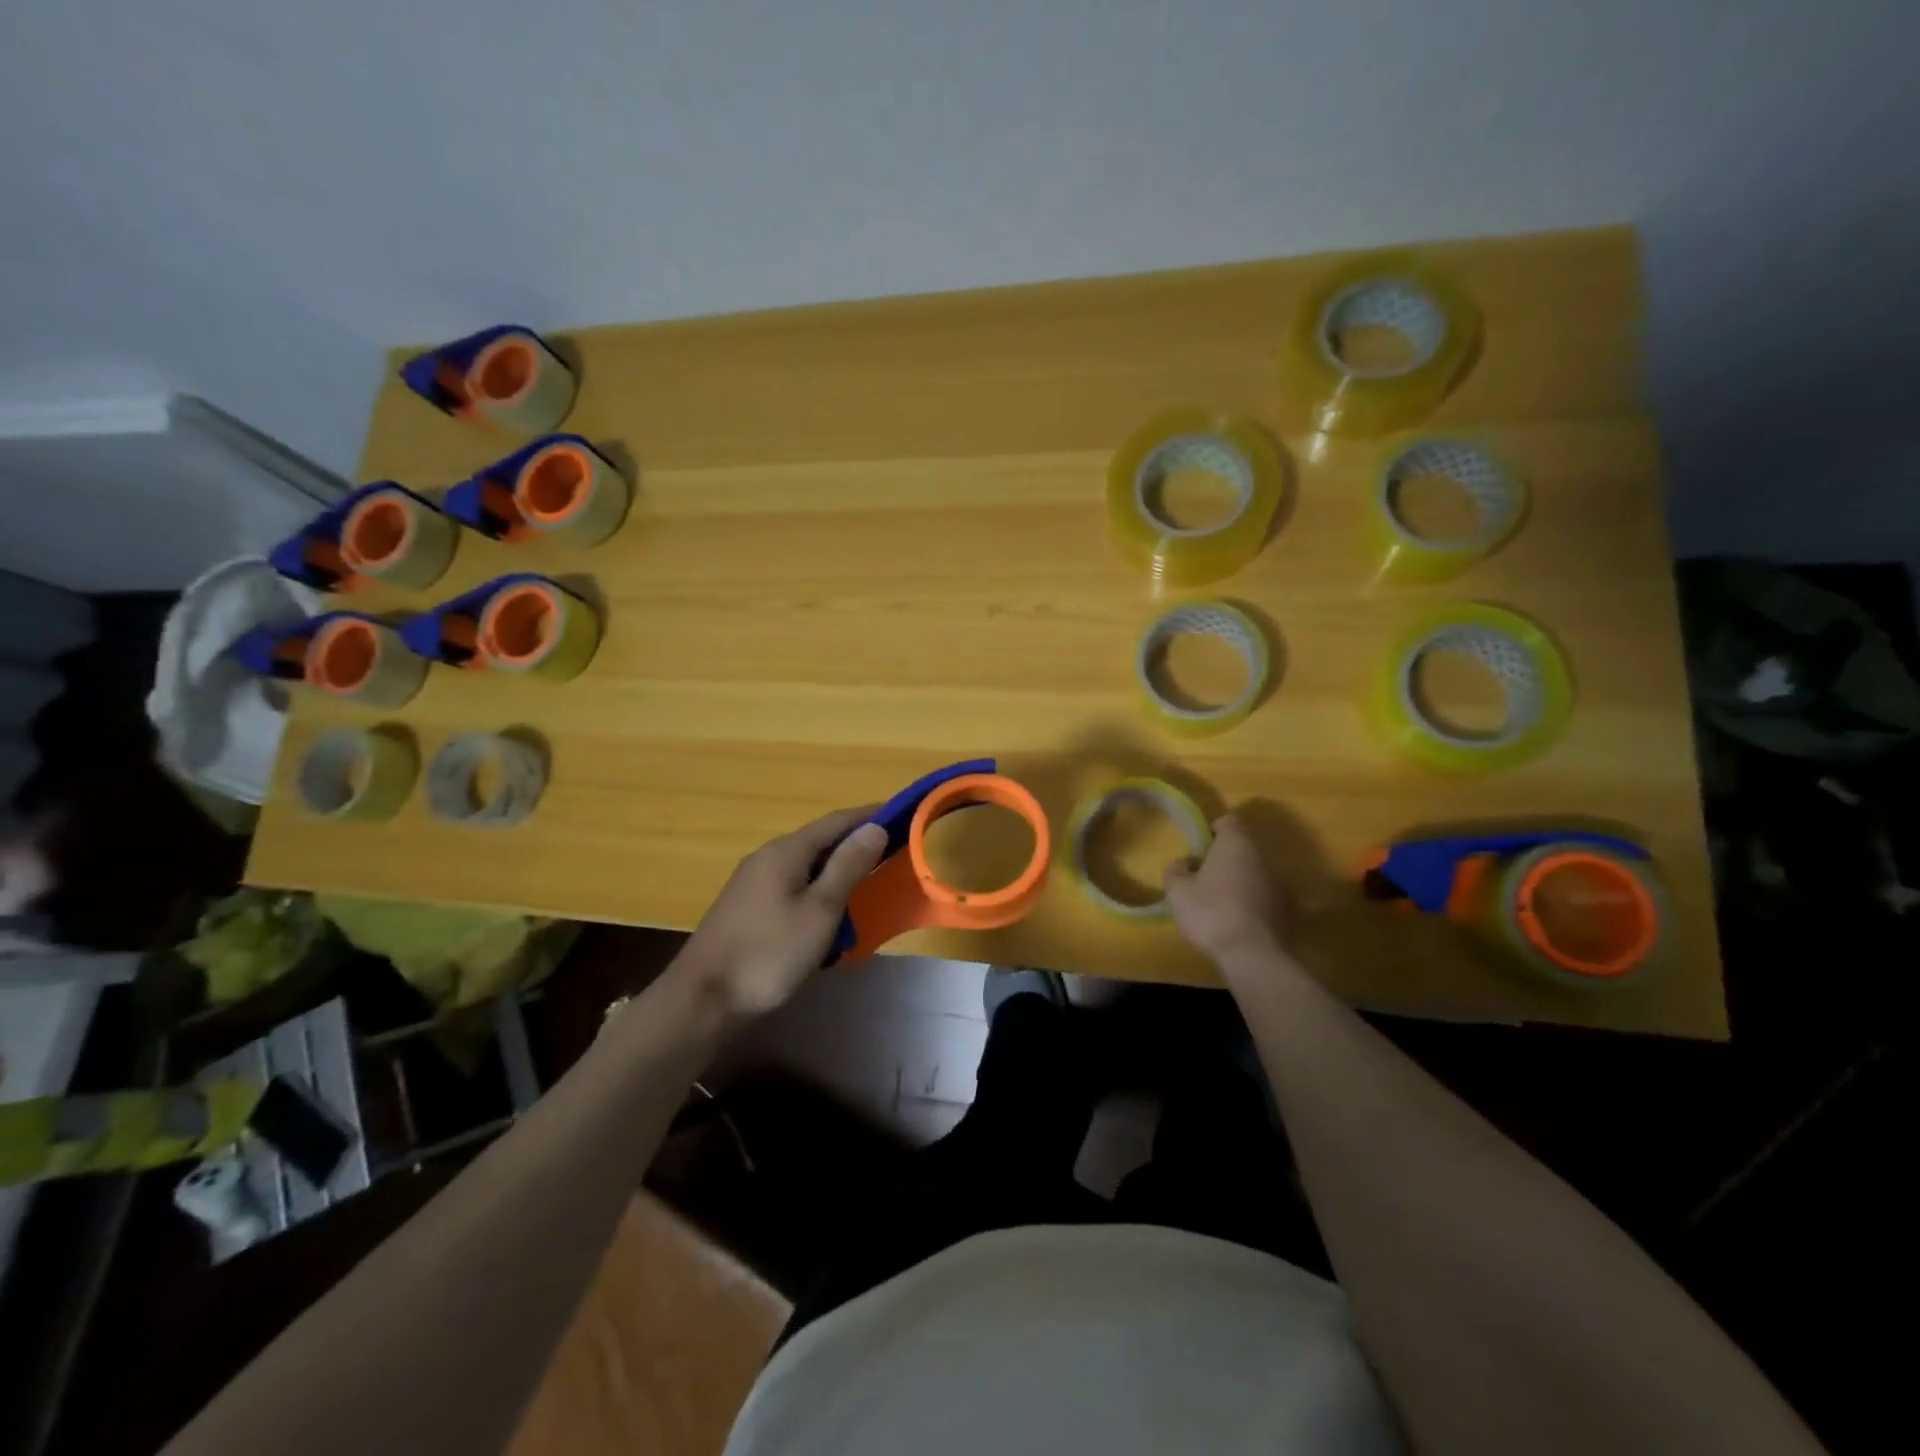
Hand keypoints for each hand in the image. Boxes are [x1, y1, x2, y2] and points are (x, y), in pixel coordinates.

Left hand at [677, 807, 887, 1019]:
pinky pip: (792, 887)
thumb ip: (847, 867)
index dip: (870, 816)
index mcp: (786, 851)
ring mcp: (753, 883)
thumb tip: (874, 827)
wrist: (703, 999)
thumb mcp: (820, 910)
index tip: (904, 814)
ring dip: (836, 871)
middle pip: (820, 841)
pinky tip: (828, 915)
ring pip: (806, 867)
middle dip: (855, 844)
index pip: (837, 821)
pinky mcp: (747, 908)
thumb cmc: (769, 952)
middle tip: (892, 853)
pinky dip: (817, 892)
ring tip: (866, 885)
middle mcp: (767, 858)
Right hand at [1164, 812, 1290, 966]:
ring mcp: (1281, 884)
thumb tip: (1185, 863)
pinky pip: (1266, 897)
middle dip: (1224, 859)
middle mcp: (1263, 857)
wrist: (1253, 955)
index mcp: (1236, 844)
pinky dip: (1254, 903)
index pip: (1227, 821)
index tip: (1199, 849)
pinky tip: (1239, 922)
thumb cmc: (1211, 913)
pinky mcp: (1289, 910)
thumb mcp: (1177, 891)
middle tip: (1204, 879)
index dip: (1212, 830)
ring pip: (1256, 873)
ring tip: (1221, 904)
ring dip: (1240, 881)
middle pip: (1242, 848)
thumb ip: (1176, 869)